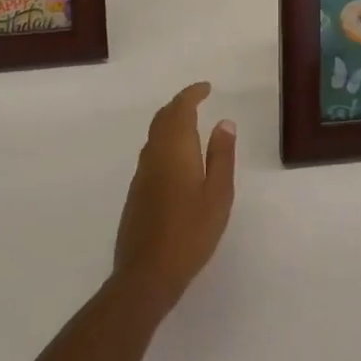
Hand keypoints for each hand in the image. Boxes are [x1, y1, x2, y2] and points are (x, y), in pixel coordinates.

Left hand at [113, 82, 236, 315]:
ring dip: (170, 122)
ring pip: (154, 135)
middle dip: (179, 105)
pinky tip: (176, 157)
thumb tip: (224, 122)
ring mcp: (141, 174)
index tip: (206, 87)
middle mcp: (153, 155)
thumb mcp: (218, 194)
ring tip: (190, 123)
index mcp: (175, 150)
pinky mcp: (136, 192)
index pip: (180, 110)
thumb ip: (221, 156)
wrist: (147, 272)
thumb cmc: (191, 232)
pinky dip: (164, 141)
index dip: (192, 95)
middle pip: (163, 119)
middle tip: (198, 100)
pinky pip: (150, 152)